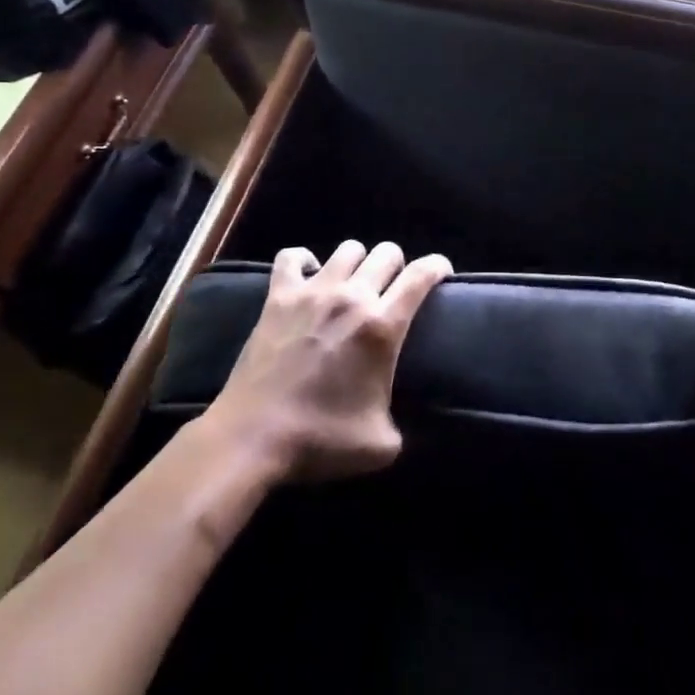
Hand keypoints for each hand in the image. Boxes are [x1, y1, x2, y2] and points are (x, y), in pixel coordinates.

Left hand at [202, 241, 451, 480]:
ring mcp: (312, 292)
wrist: (252, 438)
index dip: (438, 267)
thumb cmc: (320, 440)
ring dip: (359, 263)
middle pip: (387, 253)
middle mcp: (352, 297)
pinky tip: (309, 277)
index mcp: (382, 326)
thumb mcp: (382, 444)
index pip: (421, 275)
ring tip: (355, 284)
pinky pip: (292, 257)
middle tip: (394, 289)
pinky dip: (304, 261)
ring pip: (348, 249)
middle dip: (398, 266)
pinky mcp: (278, 297)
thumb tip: (411, 422)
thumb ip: (405, 424)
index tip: (442, 274)